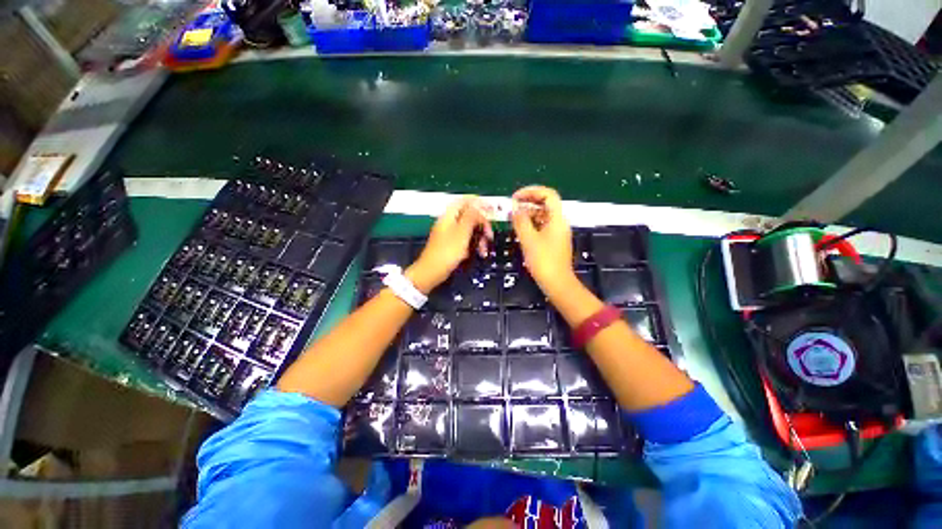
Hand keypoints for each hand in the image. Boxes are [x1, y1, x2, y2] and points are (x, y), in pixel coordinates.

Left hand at [408, 197, 493, 292]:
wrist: (432, 272)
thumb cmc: (447, 252)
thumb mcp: (462, 233)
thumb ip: (471, 217)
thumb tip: (478, 204)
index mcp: (450, 216)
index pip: (465, 201)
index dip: (479, 202)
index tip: (491, 209)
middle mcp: (450, 222)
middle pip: (470, 216)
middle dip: (482, 225)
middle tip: (490, 236)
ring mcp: (450, 234)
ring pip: (470, 230)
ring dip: (480, 238)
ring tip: (484, 250)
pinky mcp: (452, 245)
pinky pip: (466, 240)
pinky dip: (474, 245)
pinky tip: (478, 253)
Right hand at [510, 186, 576, 298]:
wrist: (556, 283)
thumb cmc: (543, 260)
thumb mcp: (528, 239)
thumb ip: (520, 221)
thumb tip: (514, 208)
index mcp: (557, 218)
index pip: (548, 194)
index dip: (531, 191)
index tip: (515, 197)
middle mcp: (560, 222)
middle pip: (545, 204)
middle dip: (528, 202)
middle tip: (512, 207)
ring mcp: (558, 232)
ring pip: (543, 215)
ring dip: (528, 214)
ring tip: (513, 218)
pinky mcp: (554, 241)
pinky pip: (542, 226)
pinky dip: (531, 224)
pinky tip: (520, 229)